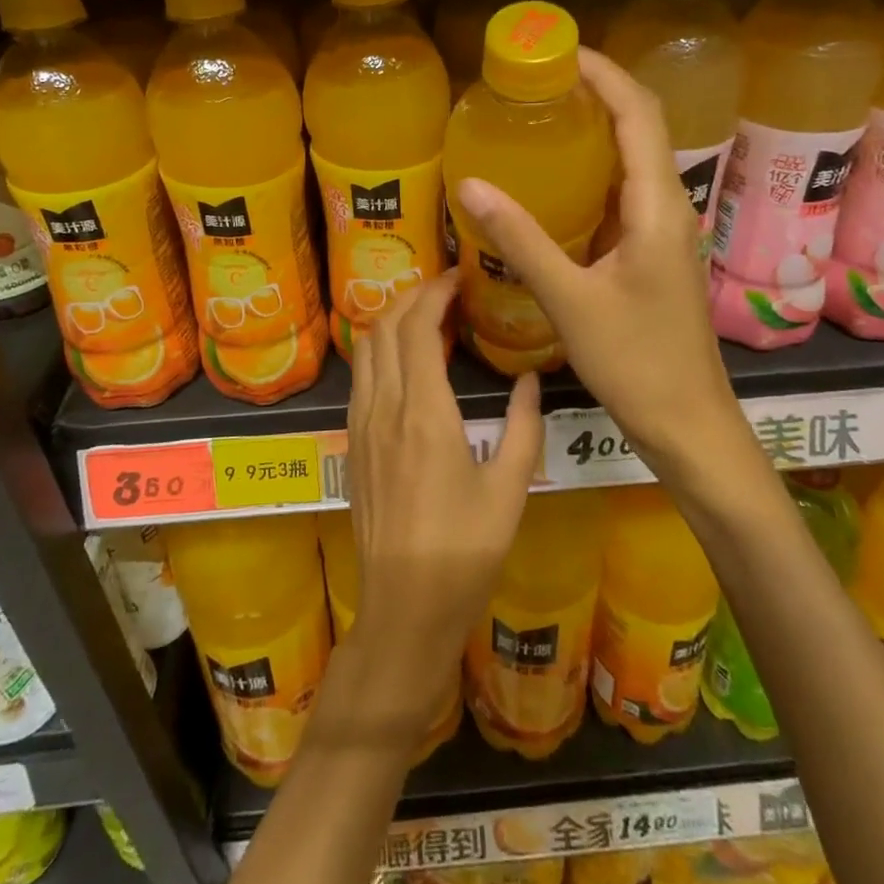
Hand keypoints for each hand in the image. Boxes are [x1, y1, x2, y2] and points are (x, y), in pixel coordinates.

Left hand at [344, 271, 542, 734]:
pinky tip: (404, 361)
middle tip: (445, 288)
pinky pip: (361, 377)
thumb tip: (530, 378)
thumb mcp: (511, 488)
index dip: (435, 293)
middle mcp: (385, 408)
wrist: (405, 606)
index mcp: (425, 413)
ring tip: (425, 316)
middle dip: (412, 295)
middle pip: (386, 327)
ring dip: (391, 320)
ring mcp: (362, 425)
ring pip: (365, 349)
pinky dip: (379, 350)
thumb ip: (525, 426)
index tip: (458, 277)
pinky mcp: (353, 444)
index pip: (418, 328)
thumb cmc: (466, 550)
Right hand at [452, 49, 740, 476]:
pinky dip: (593, 173)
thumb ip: (521, 240)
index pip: (639, 113)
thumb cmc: (635, 362)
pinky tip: (555, 183)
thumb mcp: (570, 299)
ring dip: (596, 130)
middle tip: (538, 80)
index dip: (604, 72)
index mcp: (657, 206)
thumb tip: (470, 184)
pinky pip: (624, 194)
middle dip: (596, 92)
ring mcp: (664, 230)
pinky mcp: (654, 252)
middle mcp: (669, 206)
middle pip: (641, 126)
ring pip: (633, 160)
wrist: (688, 421)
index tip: (558, 50)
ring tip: (541, 117)